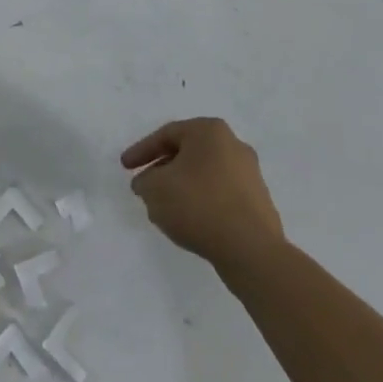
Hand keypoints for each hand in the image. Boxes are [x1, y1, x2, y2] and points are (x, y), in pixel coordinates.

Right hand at [121, 117, 284, 270]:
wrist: (251, 250)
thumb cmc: (198, 205)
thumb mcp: (155, 189)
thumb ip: (144, 181)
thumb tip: (147, 183)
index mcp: (210, 131)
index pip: (167, 135)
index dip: (142, 151)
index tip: (125, 168)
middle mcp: (233, 145)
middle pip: (187, 153)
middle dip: (162, 170)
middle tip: (145, 186)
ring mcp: (250, 174)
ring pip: (204, 175)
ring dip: (181, 188)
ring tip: (164, 209)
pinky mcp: (258, 202)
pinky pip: (220, 195)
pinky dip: (201, 203)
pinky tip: (189, 222)